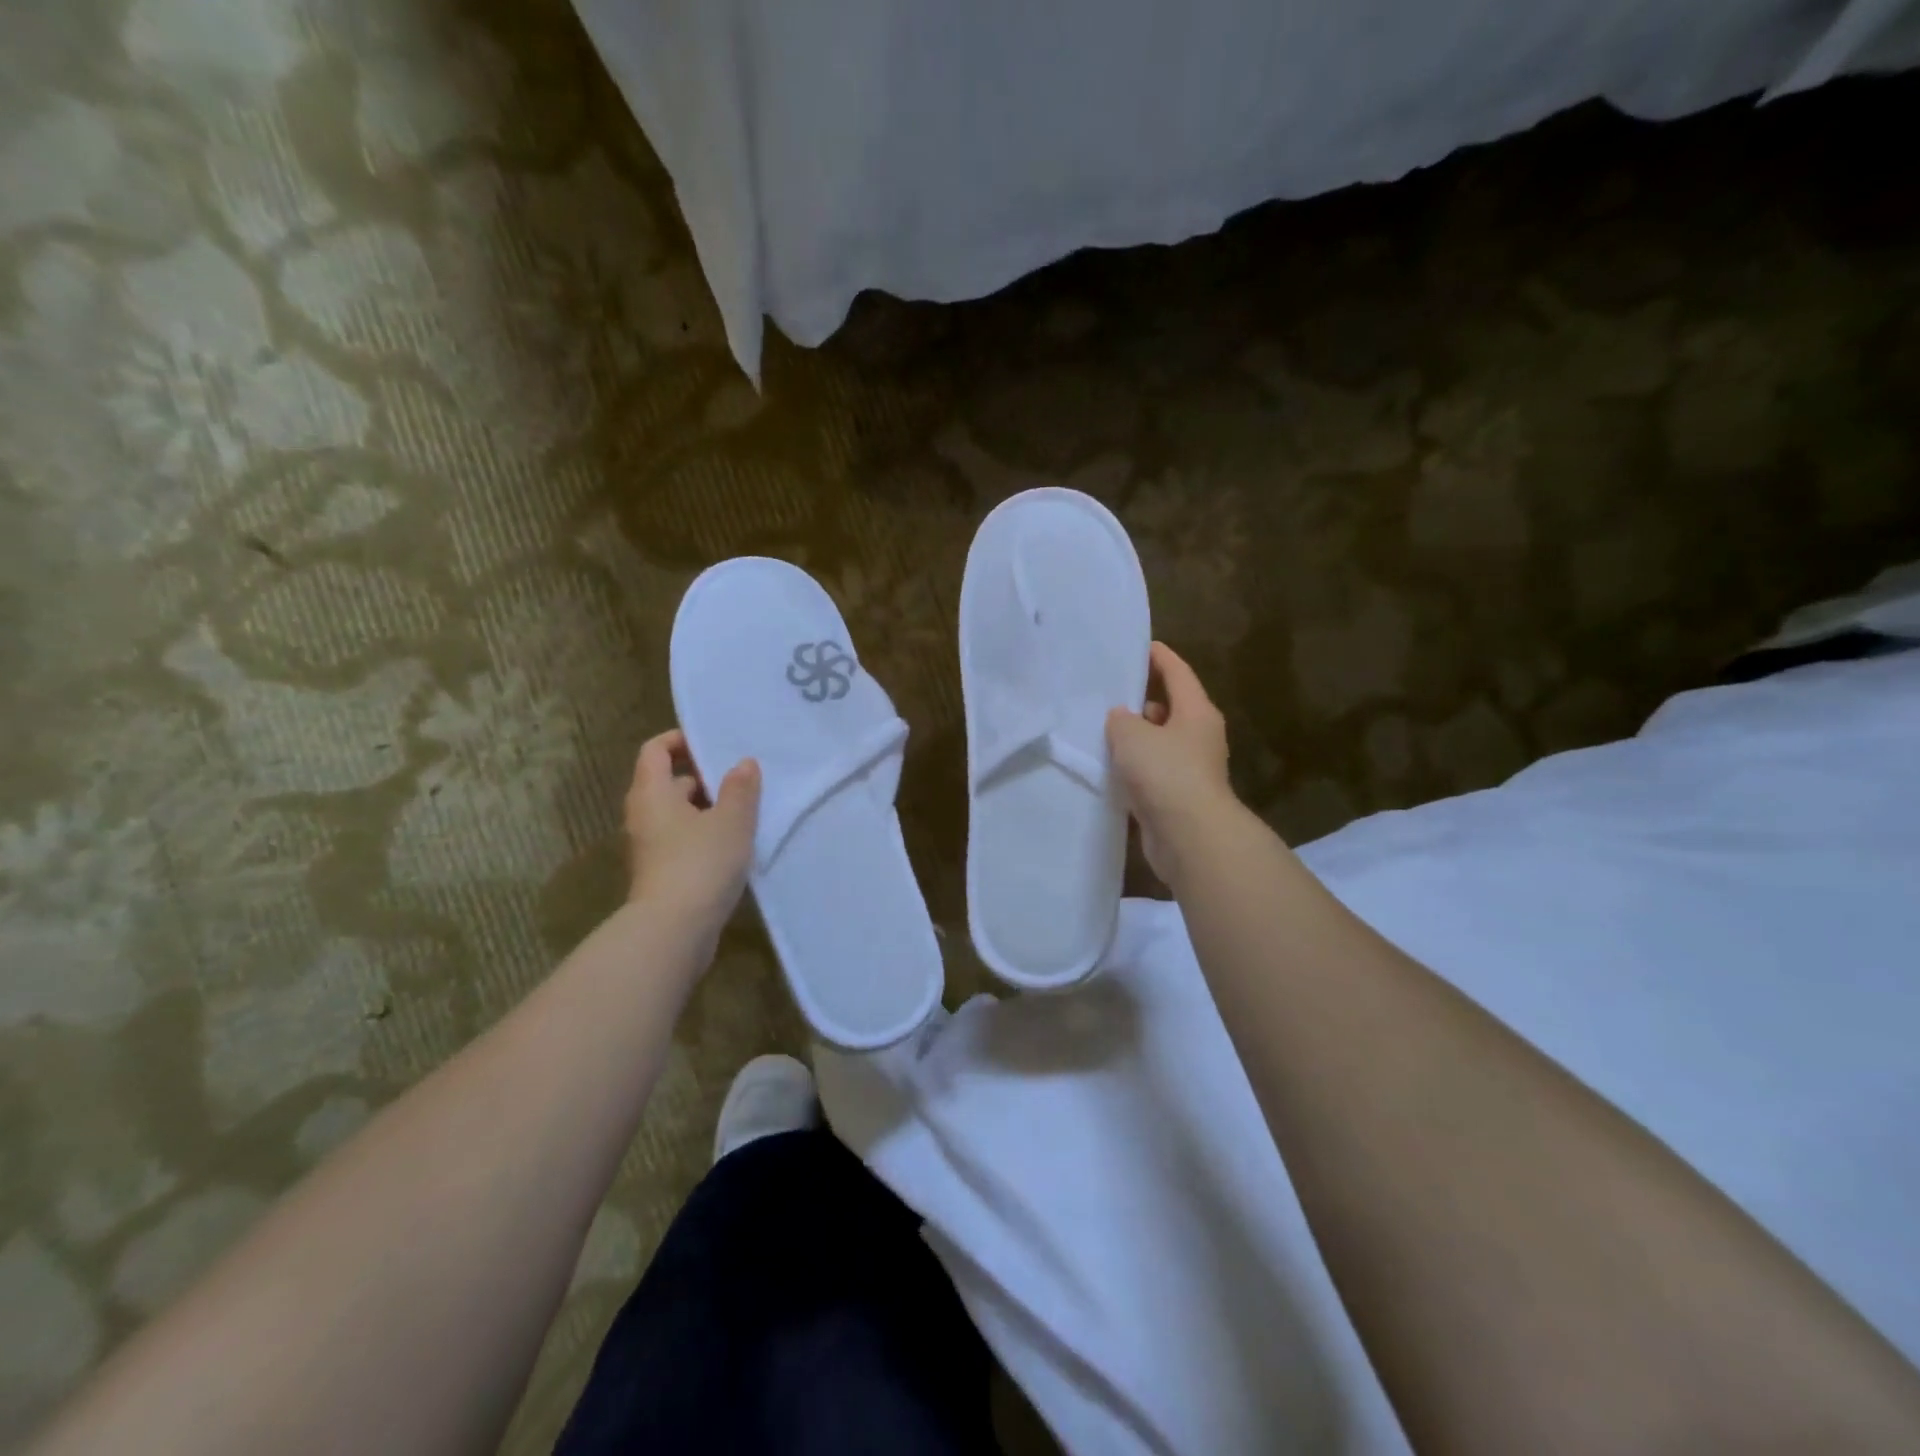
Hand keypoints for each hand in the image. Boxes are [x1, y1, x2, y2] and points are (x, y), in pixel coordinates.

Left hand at [623, 729, 760, 931]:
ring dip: (707, 809)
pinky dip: (704, 836)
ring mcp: (649, 847)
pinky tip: (734, 846)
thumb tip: (743, 764)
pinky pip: (681, 841)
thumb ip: (740, 789)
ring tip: (745, 812)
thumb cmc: (700, 864)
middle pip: (667, 782)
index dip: (680, 740)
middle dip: (703, 778)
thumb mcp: (731, 821)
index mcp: (652, 793)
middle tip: (740, 780)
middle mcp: (643, 816)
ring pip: (677, 814)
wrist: (673, 931)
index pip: (655, 750)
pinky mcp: (660, 873)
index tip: (712, 744)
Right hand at [1107, 643, 1237, 883]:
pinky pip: (1152, 774)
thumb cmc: (1166, 773)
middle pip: (1169, 709)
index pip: (1178, 673)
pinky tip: (1109, 769)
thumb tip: (1122, 719)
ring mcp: (1190, 770)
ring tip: (1101, 732)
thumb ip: (1121, 720)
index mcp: (1196, 712)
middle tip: (1108, 694)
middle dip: (1142, 701)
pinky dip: (1134, 769)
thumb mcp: (1132, 736)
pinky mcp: (1178, 798)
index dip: (1159, 657)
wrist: (1190, 836)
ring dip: (1136, 740)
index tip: (1141, 646)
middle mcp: (1198, 737)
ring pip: (1159, 744)